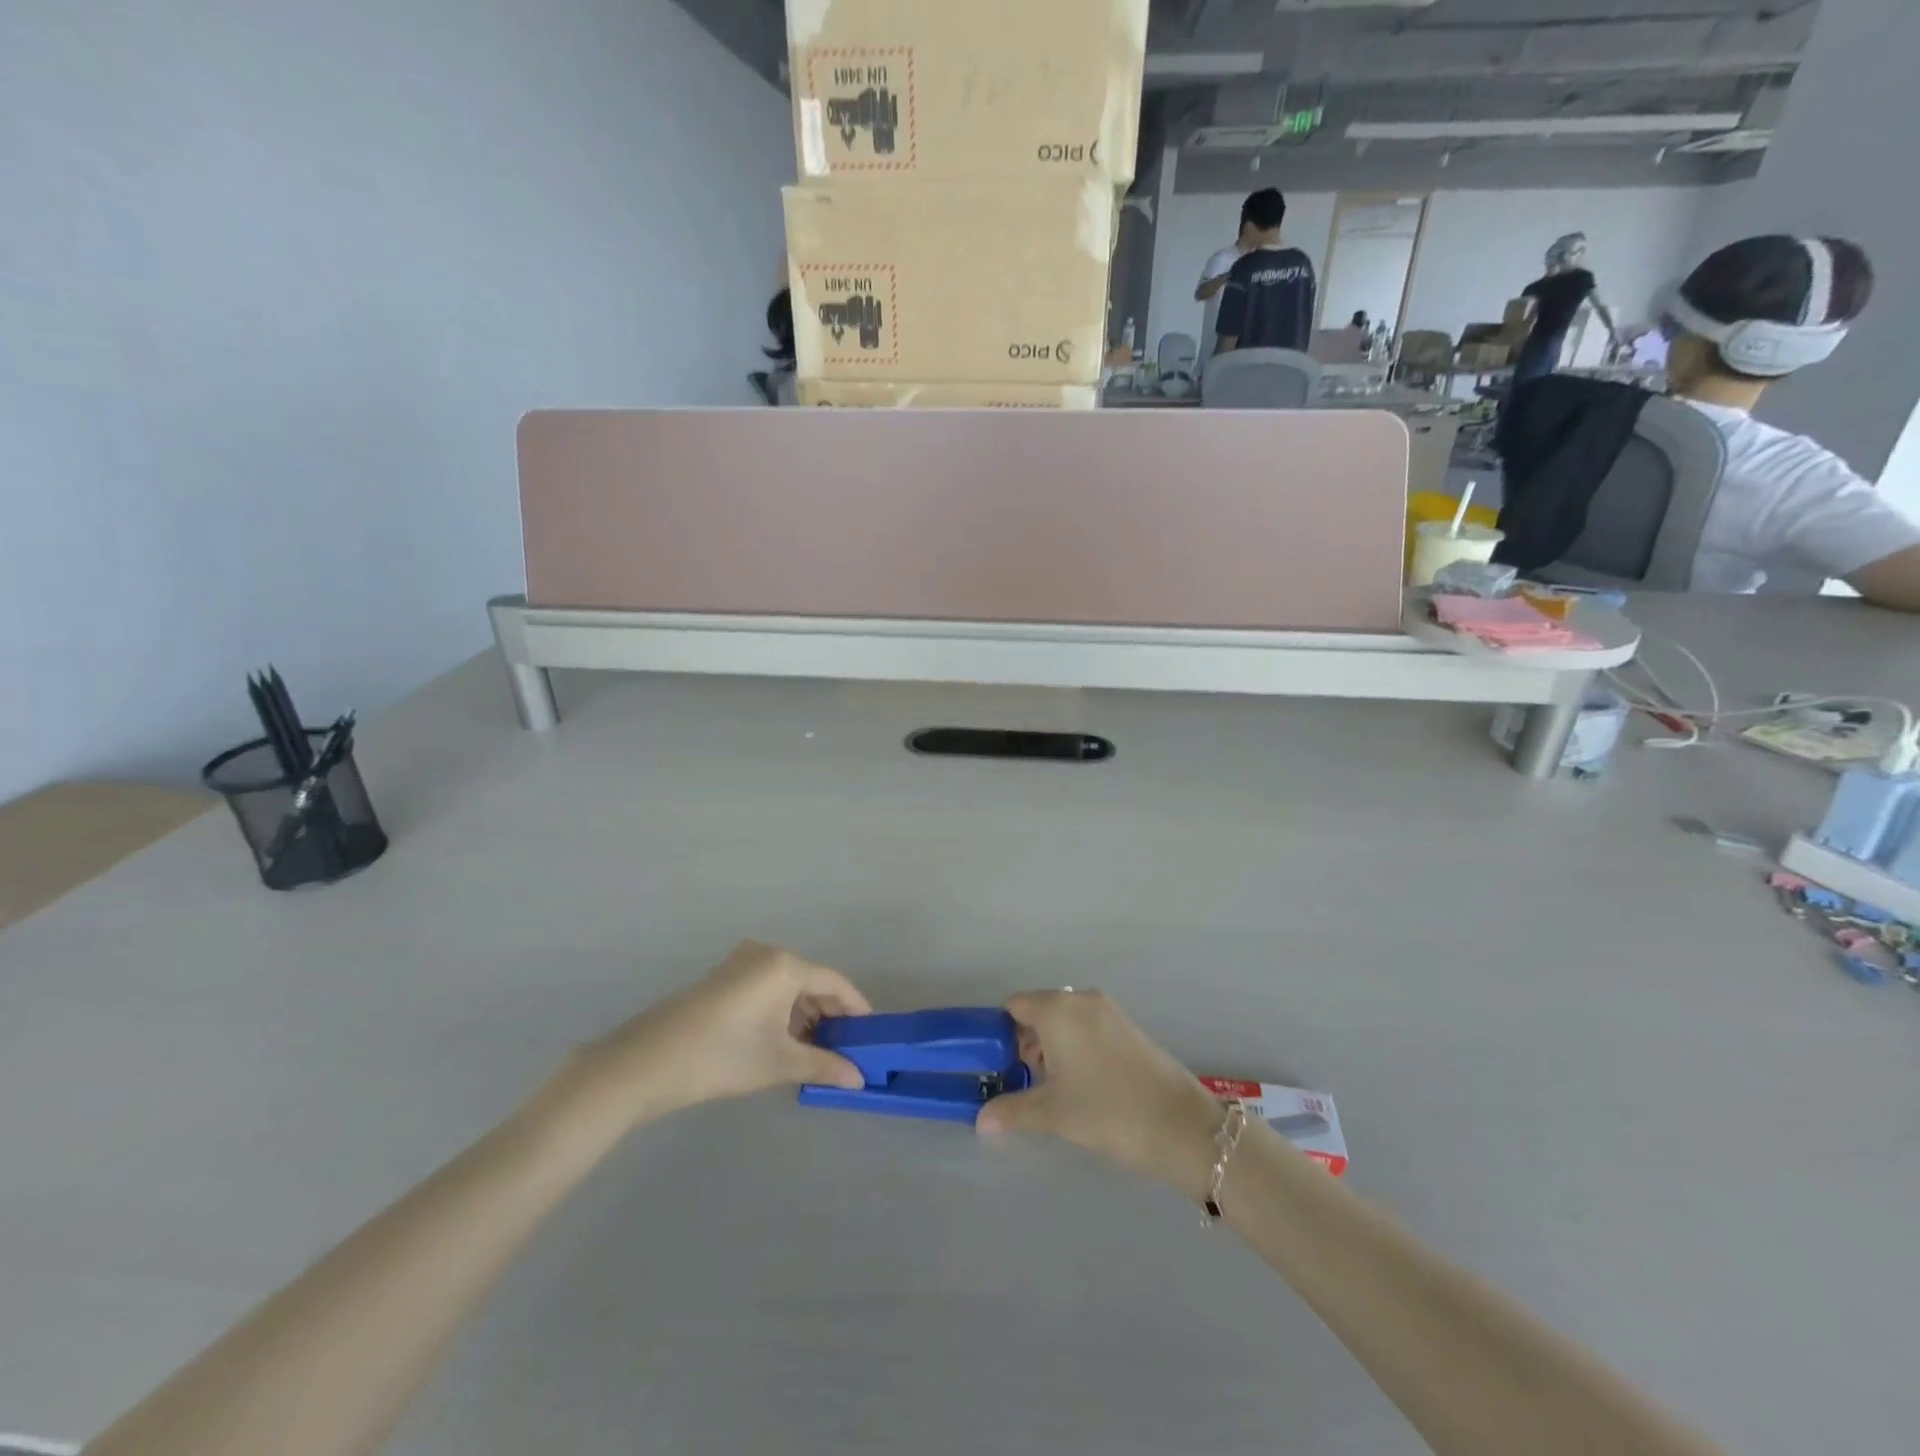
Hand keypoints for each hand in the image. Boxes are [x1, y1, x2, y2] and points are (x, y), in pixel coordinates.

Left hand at [567, 942, 871, 1127]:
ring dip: (805, 1016)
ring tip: (817, 1051)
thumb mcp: (779, 1063)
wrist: (645, 1064)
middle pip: (811, 982)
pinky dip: (781, 1012)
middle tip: (846, 1048)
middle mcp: (766, 954)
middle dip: (830, 1015)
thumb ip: (824, 1065)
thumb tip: (860, 1079)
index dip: (856, 1008)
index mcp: (784, 965)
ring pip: (787, 987)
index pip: (835, 983)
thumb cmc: (722, 1057)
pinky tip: (784, 1041)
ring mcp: (740, 963)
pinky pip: (766, 988)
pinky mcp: (722, 978)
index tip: (872, 1034)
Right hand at [977, 990, 1224, 1200]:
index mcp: (1058, 1009)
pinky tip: (1081, 1083)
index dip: (1000, 1033)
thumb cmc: (1107, 1110)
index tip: (998, 1065)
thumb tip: (981, 1120)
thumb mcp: (1053, 1114)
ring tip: (1052, 1087)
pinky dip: (1075, 1045)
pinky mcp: (1127, 1026)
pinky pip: (1087, 1025)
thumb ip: (1012, 1111)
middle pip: (1039, 1009)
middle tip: (1024, 1080)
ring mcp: (1108, 1010)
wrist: (1180, 1125)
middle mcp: (1081, 999)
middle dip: (1026, 1041)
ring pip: (1064, 1019)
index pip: (1014, 1006)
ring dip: (1051, 1045)